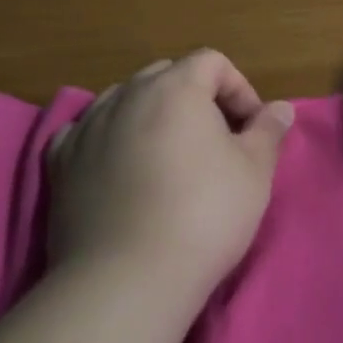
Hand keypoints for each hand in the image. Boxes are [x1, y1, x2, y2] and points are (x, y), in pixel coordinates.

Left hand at [46, 50, 293, 296]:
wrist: (126, 281)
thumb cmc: (203, 216)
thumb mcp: (254, 172)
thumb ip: (268, 131)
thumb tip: (281, 108)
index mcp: (176, 87)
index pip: (212, 61)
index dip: (238, 88)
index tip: (250, 129)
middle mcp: (127, 94)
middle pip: (167, 75)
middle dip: (195, 98)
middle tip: (215, 141)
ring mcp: (88, 127)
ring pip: (125, 99)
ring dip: (151, 115)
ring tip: (167, 156)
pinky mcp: (61, 163)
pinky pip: (86, 131)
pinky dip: (106, 138)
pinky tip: (118, 165)